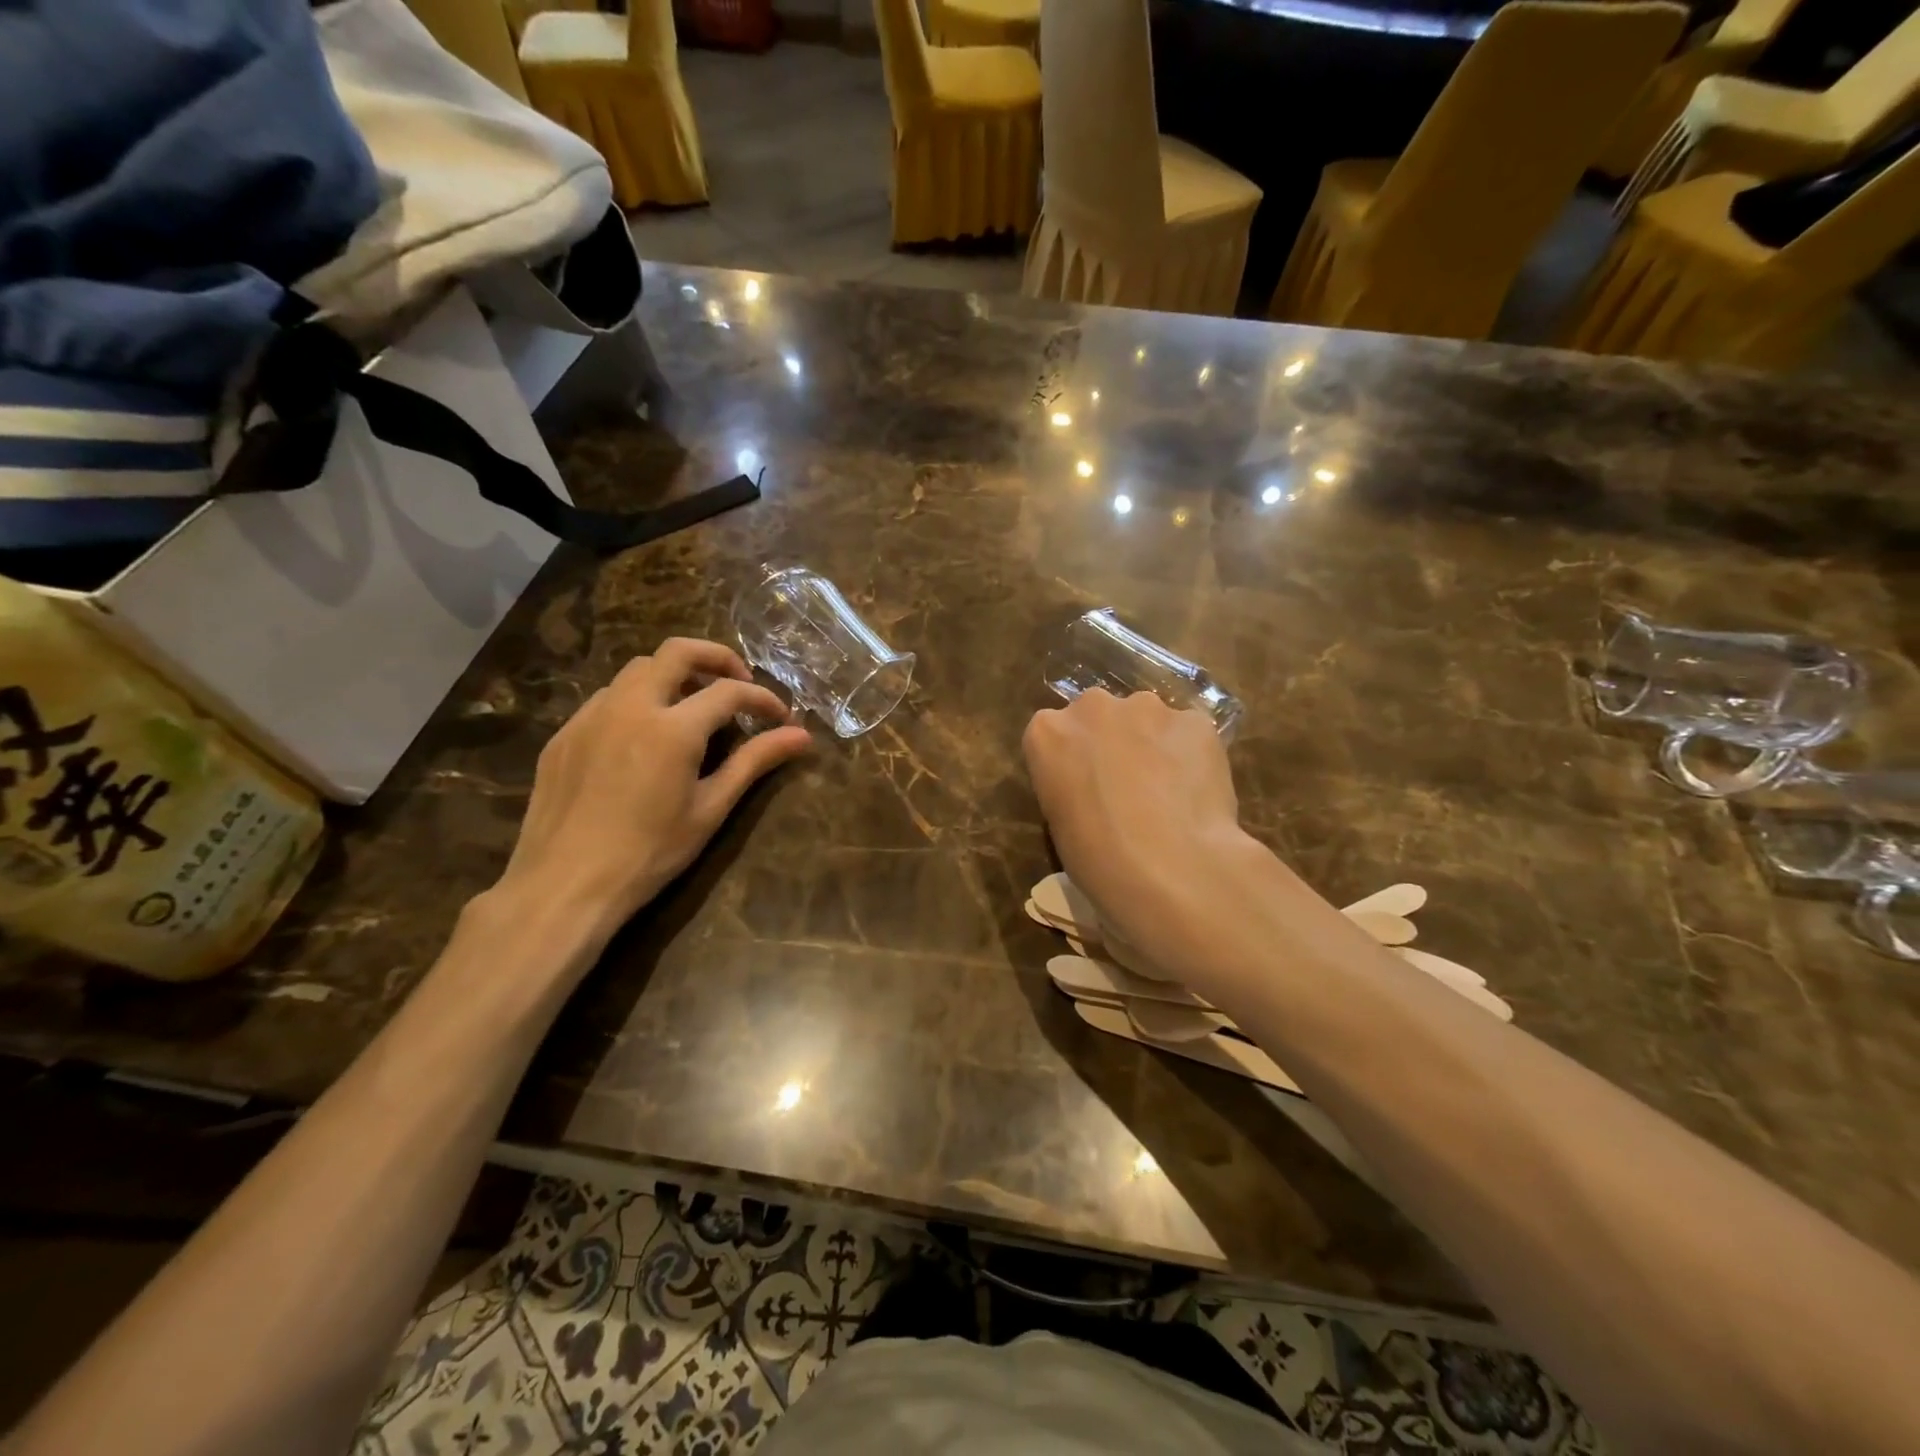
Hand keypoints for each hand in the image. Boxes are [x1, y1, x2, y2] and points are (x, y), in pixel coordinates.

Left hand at [490, 638, 809, 951]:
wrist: (565, 885)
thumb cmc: (650, 853)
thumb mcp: (711, 808)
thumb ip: (755, 762)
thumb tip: (801, 736)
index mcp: (673, 728)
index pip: (729, 691)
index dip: (762, 699)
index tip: (781, 718)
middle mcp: (630, 706)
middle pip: (677, 651)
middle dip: (717, 658)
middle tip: (739, 683)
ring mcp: (591, 716)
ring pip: (638, 669)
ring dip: (674, 676)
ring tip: (693, 708)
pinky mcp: (565, 733)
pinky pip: (608, 697)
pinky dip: (638, 700)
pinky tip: (645, 736)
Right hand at [1022, 690, 1283, 985]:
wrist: (1170, 867)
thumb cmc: (1097, 859)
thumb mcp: (1060, 822)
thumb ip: (1071, 784)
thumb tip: (1097, 786)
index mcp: (1046, 733)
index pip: (1053, 733)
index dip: (1073, 760)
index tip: (1085, 787)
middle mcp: (1092, 707)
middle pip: (1100, 715)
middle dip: (1112, 740)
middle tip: (1128, 785)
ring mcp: (1146, 708)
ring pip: (1148, 719)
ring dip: (1153, 743)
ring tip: (1170, 790)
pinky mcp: (1194, 720)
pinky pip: (1189, 734)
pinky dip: (1192, 755)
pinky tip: (1199, 792)